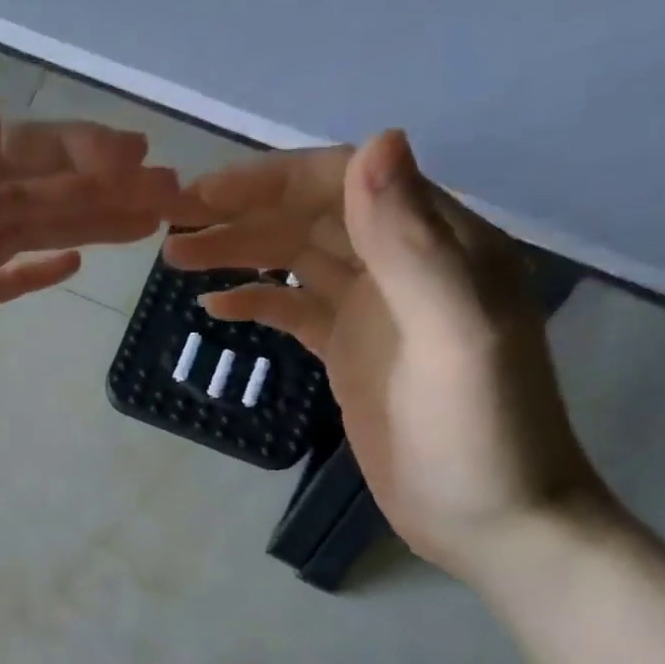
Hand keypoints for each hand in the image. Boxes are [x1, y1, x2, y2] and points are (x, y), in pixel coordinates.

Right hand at [166, 131, 607, 581]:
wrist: (493, 522)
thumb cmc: (479, 431)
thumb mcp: (453, 332)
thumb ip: (411, 242)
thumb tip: (375, 141)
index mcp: (439, 243)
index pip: (345, 183)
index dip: (272, 180)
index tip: (204, 194)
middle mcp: (403, 263)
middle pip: (310, 216)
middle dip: (240, 213)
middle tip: (171, 224)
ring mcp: (372, 309)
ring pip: (294, 258)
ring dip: (237, 251)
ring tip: (174, 259)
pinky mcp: (348, 349)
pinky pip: (292, 308)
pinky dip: (253, 300)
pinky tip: (212, 306)